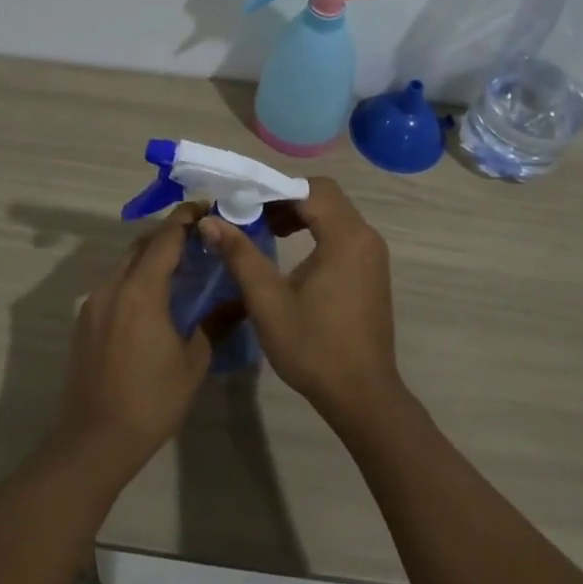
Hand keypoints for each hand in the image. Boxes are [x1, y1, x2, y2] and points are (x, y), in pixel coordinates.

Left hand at [52, 204, 212, 482]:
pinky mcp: (85, 322)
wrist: (95, 440)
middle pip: (141, 245)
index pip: (164, 238)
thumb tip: (240, 302)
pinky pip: (114, 285)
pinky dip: (136, 279)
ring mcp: (94, 304)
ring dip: (151, 258)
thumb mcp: (193, 362)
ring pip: (125, 264)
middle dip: (169, 235)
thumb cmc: (151, 400)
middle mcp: (113, 287)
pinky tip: (155, 300)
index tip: (206, 207)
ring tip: (181, 268)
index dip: (185, 218)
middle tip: (200, 239)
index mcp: (141, 290)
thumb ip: (215, 324)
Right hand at [199, 177, 407, 436]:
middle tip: (251, 215)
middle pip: (324, 196)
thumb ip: (239, 254)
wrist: (361, 394)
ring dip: (300, 214)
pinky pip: (343, 233)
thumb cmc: (313, 346)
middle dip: (285, 198)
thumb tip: (209, 220)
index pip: (309, 188)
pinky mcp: (372, 270)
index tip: (241, 202)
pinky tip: (291, 253)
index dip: (273, 189)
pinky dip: (317, 231)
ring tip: (266, 232)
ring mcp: (373, 254)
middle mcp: (365, 236)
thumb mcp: (267, 300)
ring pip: (334, 214)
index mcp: (345, 237)